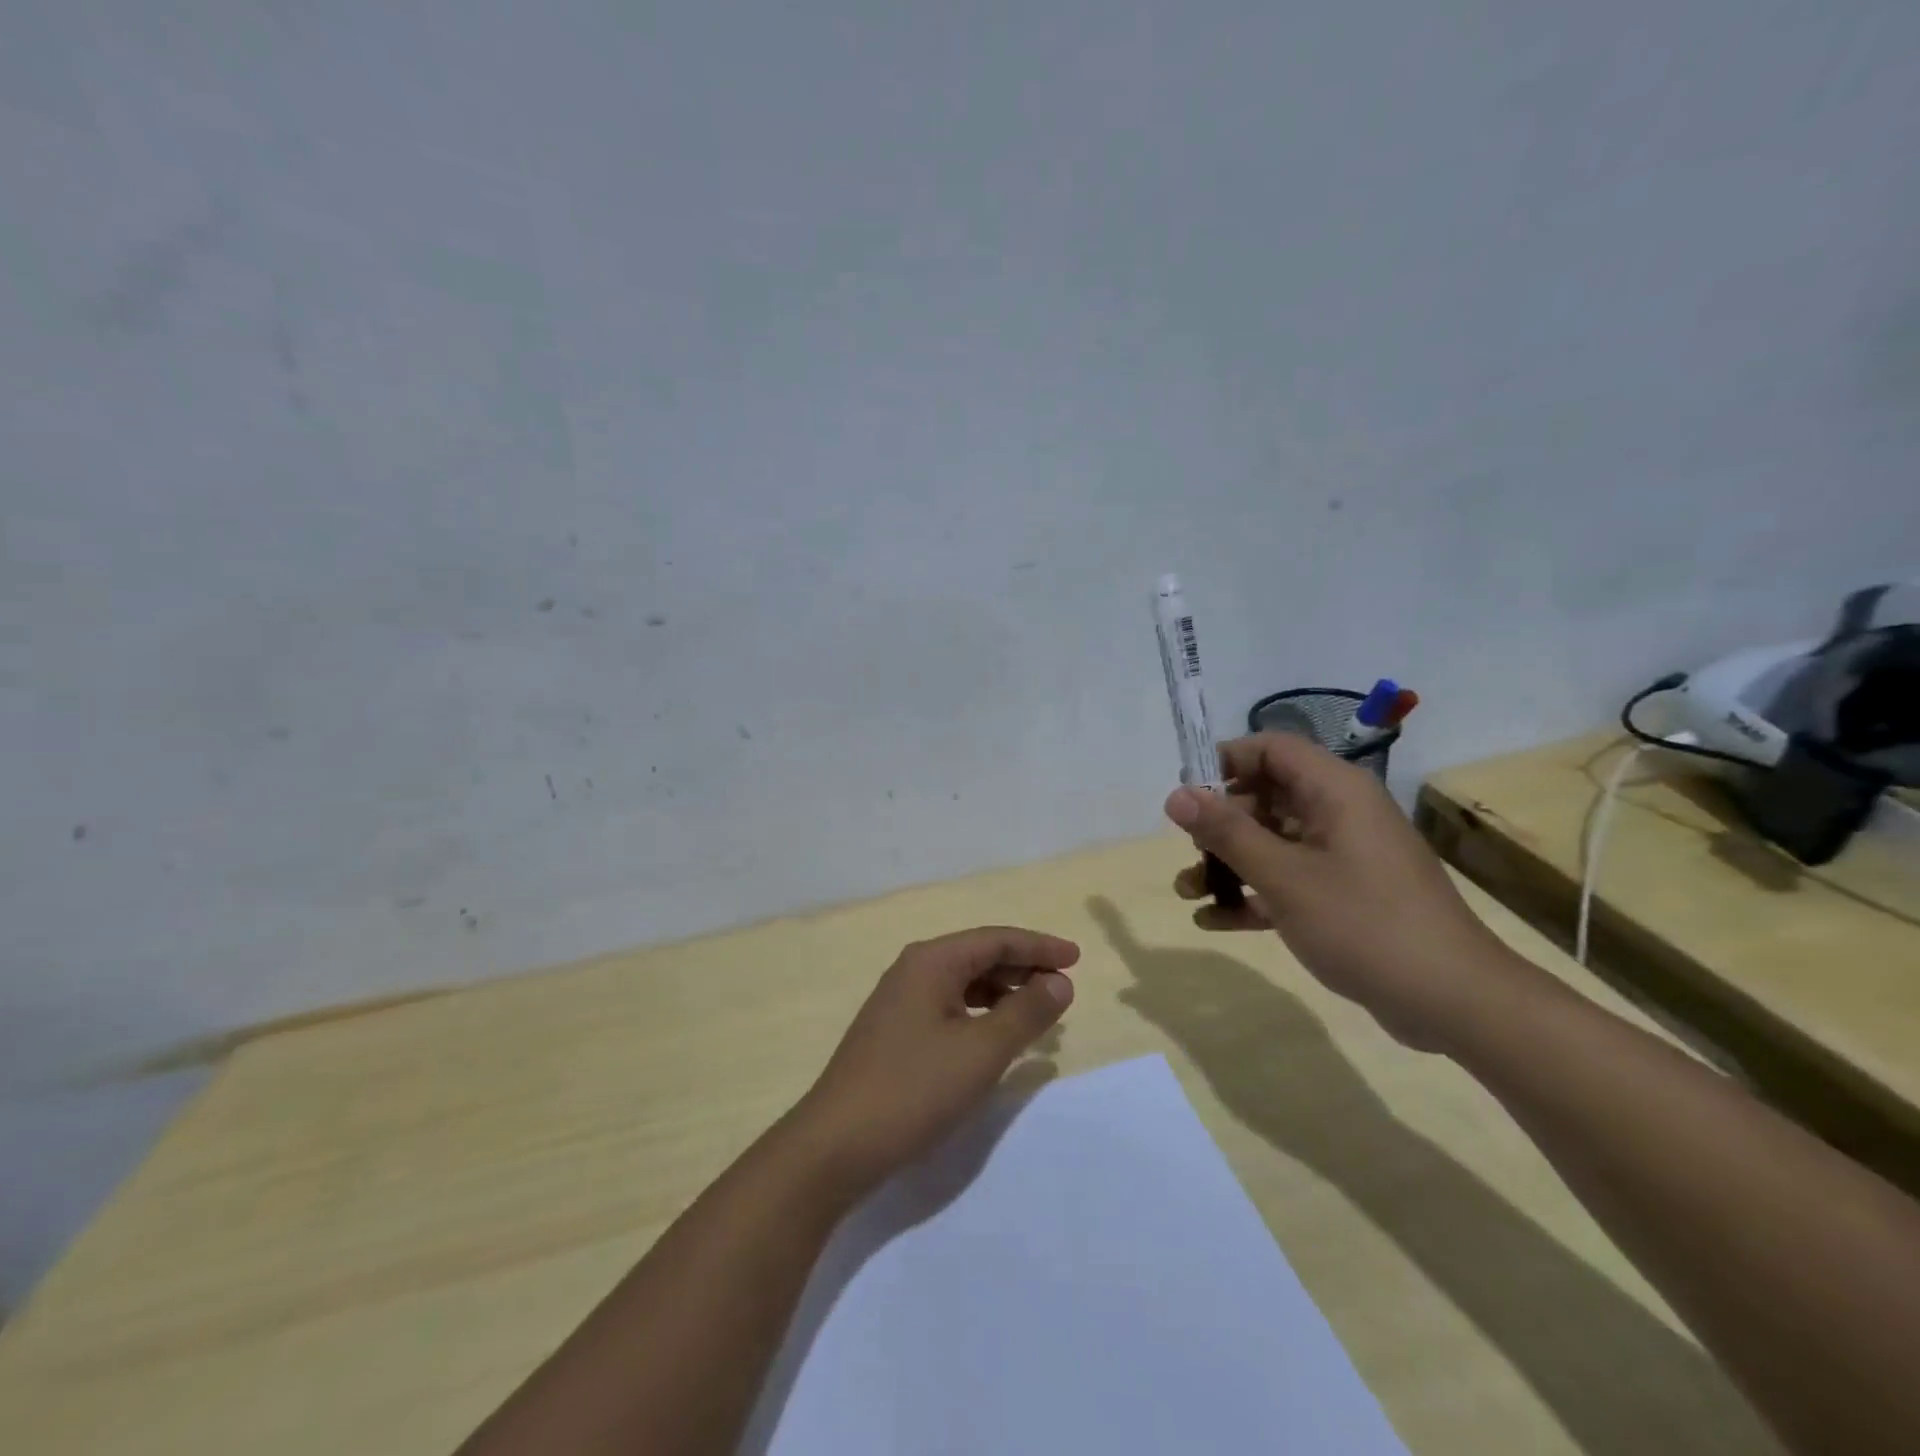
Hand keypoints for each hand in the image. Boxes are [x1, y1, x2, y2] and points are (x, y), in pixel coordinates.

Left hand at [789, 927, 1078, 1194]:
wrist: (836, 1146)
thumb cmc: (914, 1089)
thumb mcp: (981, 1051)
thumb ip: (1025, 1013)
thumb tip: (1060, 983)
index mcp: (931, 961)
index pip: (995, 939)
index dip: (1039, 947)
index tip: (1077, 959)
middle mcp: (913, 971)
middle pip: (978, 957)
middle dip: (1023, 969)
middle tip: (1063, 991)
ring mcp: (899, 1002)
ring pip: (963, 984)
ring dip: (1003, 993)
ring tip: (1038, 1015)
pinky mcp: (894, 1033)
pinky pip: (949, 1008)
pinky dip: (980, 1015)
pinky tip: (996, 1038)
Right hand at [1165, 733, 1518, 1051]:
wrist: (1454, 1002)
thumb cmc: (1364, 924)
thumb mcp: (1285, 876)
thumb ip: (1227, 832)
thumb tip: (1176, 795)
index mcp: (1335, 791)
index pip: (1271, 749)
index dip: (1224, 761)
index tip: (1186, 794)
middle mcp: (1340, 814)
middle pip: (1266, 796)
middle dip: (1219, 823)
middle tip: (1187, 850)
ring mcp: (1343, 856)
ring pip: (1272, 842)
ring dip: (1228, 863)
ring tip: (1186, 891)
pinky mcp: (1344, 896)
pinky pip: (1287, 880)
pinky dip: (1252, 895)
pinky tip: (1212, 921)